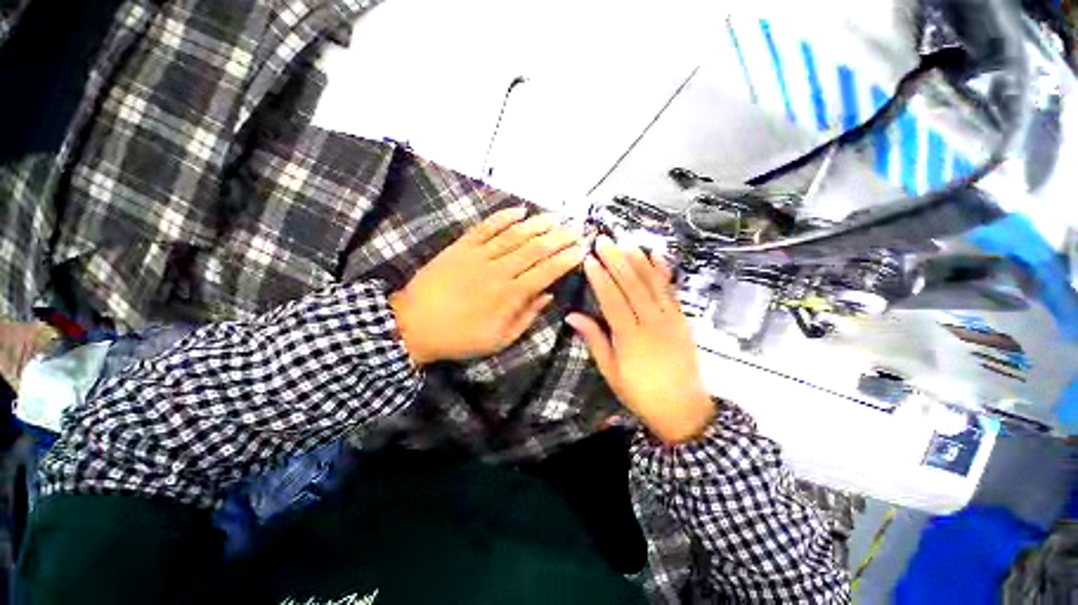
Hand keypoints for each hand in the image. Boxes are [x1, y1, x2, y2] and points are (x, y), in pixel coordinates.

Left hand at [390, 207, 584, 364]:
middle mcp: (498, 271)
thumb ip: (526, 316)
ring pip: (514, 235)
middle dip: (559, 238)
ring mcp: (478, 255)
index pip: (546, 272)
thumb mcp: (499, 339)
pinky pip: (485, 227)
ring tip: (557, 216)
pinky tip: (519, 210)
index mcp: (509, 296)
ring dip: (538, 224)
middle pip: (535, 249)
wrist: (414, 325)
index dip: (566, 259)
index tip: (582, 250)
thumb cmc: (460, 337)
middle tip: (576, 229)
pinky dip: (503, 217)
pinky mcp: (460, 246)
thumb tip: (548, 295)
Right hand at [567, 237, 714, 444]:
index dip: (600, 278)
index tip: (589, 259)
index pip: (612, 300)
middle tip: (604, 240)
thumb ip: (594, 339)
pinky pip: (672, 291)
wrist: (682, 409)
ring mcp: (671, 319)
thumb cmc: (639, 392)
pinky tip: (656, 256)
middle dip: (616, 260)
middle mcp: (651, 323)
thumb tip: (572, 316)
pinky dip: (663, 272)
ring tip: (625, 242)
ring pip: (653, 283)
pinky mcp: (683, 319)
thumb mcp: (610, 371)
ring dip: (638, 260)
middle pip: (632, 285)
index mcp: (630, 337)